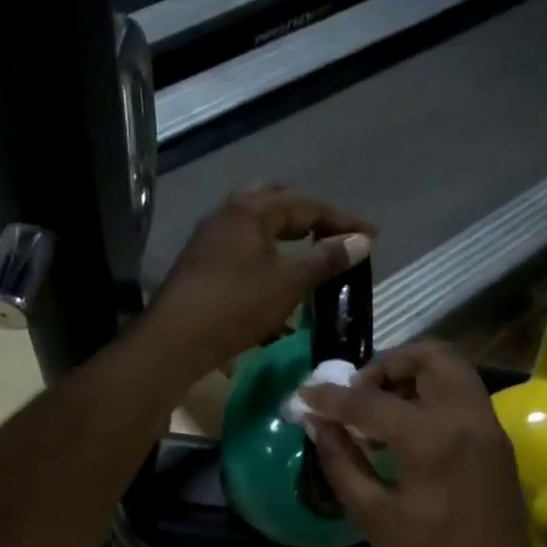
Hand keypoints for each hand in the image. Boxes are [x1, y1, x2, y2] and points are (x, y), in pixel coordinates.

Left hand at [142, 186, 375, 376]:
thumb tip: (361, 241)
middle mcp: (228, 214)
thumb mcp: (287, 284)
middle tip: (335, 236)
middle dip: (310, 218)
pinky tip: (279, 288)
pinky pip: (244, 251)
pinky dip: (268, 260)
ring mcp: (211, 239)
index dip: (343, 220)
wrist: (174, 341)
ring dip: (287, 240)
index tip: (372, 236)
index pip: (307, 205)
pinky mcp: (203, 265)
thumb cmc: (234, 307)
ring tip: (311, 259)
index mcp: (250, 211)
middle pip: (277, 204)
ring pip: (258, 229)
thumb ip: (325, 260)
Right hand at [301, 344, 546, 546]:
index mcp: (434, 439)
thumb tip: (318, 422)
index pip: (371, 400)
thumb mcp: (373, 515)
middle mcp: (468, 417)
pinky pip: (462, 395)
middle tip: (357, 393)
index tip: (304, 393)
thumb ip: (341, 460)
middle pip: (430, 356)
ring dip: (411, 376)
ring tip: (376, 411)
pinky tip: (403, 431)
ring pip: (451, 370)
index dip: (331, 396)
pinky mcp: (497, 440)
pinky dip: (431, 395)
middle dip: (386, 365)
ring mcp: (489, 426)